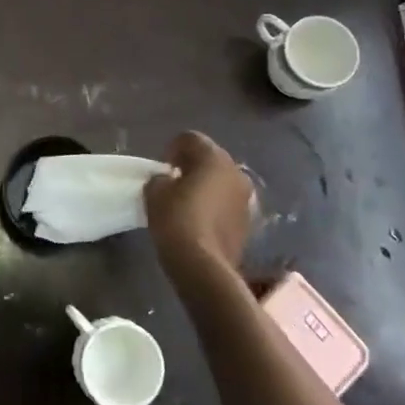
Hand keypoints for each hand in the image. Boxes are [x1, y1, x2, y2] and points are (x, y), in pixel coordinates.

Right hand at [143, 132, 254, 279]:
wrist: (203, 266)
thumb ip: (161, 178)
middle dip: (192, 166)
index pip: (191, 139)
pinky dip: (215, 206)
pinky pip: (228, 204)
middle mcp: (236, 172)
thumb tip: (168, 181)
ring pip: (222, 182)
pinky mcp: (249, 223)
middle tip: (174, 182)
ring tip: (187, 203)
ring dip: (207, 187)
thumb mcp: (154, 192)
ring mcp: (246, 199)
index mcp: (214, 158)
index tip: (162, 167)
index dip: (173, 149)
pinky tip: (200, 221)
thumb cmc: (176, 220)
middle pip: (211, 159)